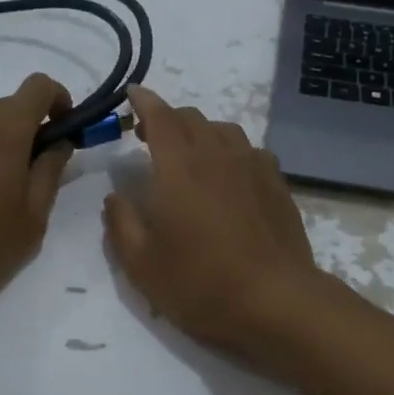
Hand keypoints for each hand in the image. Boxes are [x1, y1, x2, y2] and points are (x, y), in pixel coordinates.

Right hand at [103, 85, 330, 358]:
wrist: (276, 301)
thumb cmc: (201, 284)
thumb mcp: (142, 265)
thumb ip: (122, 224)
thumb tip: (115, 197)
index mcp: (179, 167)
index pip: (160, 117)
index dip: (144, 102)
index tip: (132, 93)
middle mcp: (218, 155)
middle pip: (192, 118)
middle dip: (168, 118)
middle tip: (150, 137)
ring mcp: (253, 167)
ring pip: (224, 130)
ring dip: (201, 132)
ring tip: (190, 154)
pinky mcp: (278, 185)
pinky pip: (250, 151)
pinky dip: (231, 151)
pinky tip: (230, 175)